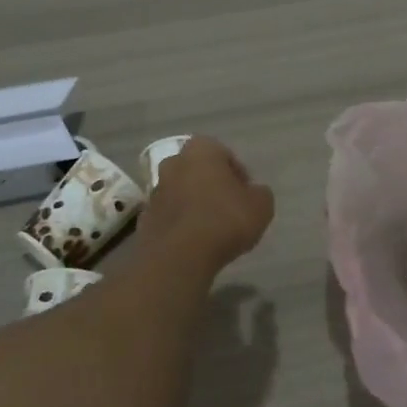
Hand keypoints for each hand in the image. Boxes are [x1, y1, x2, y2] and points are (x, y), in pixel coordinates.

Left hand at [137, 136, 275, 271]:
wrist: (179, 257)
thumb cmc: (224, 220)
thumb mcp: (261, 205)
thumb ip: (259, 193)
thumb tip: (252, 193)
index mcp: (201, 149)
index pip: (225, 155)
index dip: (239, 176)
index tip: (247, 197)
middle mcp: (174, 162)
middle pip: (199, 171)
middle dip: (213, 186)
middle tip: (230, 209)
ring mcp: (155, 190)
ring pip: (182, 192)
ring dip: (195, 204)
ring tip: (212, 230)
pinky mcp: (145, 217)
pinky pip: (170, 215)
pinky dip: (181, 224)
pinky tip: (194, 243)